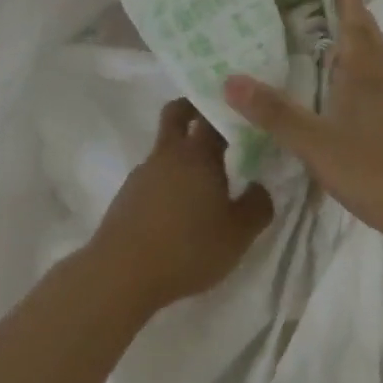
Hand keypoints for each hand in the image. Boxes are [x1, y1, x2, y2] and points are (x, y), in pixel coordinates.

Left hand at [89, 100, 274, 311]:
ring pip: (164, 148)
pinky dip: (166, 182)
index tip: (242, 114)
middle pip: (177, 113)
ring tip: (201, 184)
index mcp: (198, 153)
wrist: (122, 273)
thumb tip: (260, 186)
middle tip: (213, 122)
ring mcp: (143, 172)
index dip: (228, 110)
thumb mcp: (238, 235)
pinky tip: (176, 211)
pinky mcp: (127, 195)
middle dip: (193, 109)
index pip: (213, 114)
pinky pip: (152, 177)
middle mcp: (169, 153)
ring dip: (181, 154)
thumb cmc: (188, 248)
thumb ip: (258, 206)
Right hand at [223, 0, 382, 252]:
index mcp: (361, 75)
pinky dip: (357, 73)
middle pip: (369, 39)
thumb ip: (275, 112)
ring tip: (338, 34)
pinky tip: (343, 89)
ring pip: (373, 62)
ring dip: (359, 41)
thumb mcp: (314, 141)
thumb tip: (230, 79)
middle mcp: (375, 84)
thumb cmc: (373, 168)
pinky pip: (371, 86)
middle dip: (354, 15)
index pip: (353, 25)